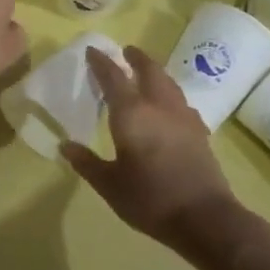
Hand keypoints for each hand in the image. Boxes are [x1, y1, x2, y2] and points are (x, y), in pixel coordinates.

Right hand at [63, 46, 248, 247]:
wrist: (205, 218)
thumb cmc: (150, 199)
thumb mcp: (109, 184)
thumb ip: (87, 163)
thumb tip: (65, 146)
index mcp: (132, 114)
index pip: (114, 77)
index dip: (101, 62)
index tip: (92, 50)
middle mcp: (159, 107)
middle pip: (149, 71)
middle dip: (136, 59)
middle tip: (125, 52)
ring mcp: (184, 118)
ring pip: (169, 84)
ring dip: (156, 73)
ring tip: (146, 73)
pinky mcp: (199, 133)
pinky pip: (181, 102)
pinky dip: (170, 95)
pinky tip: (169, 106)